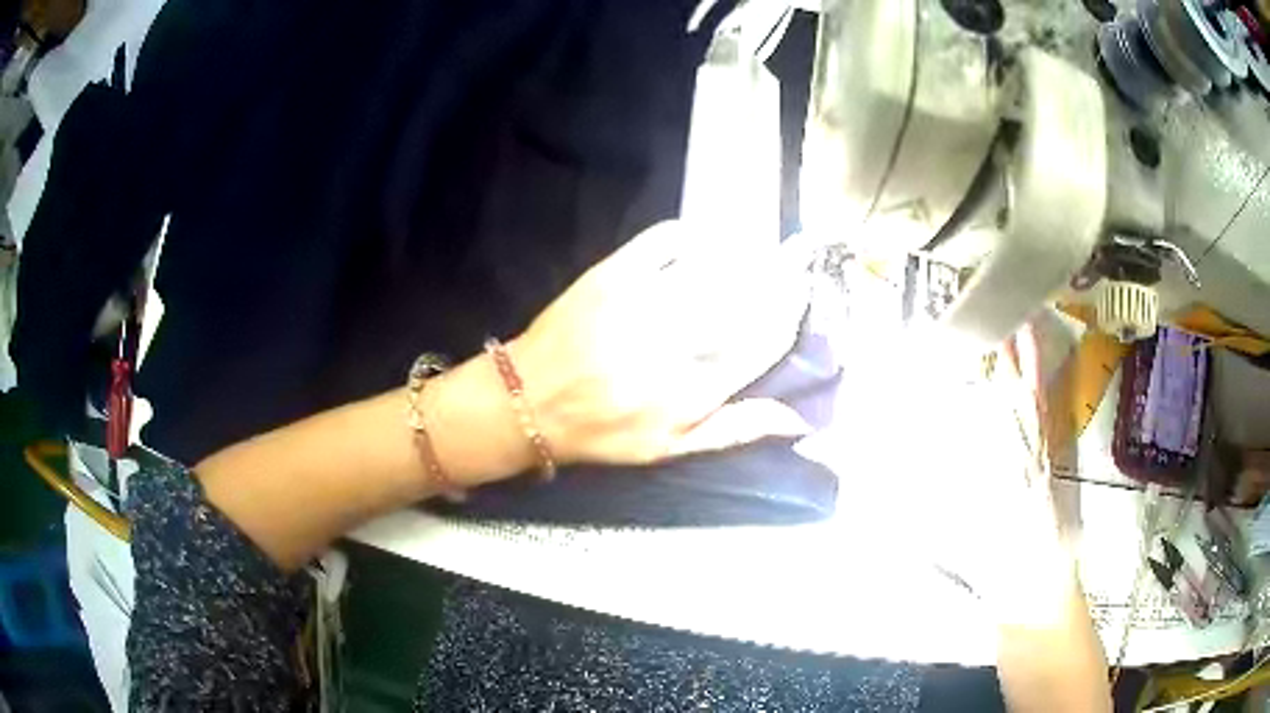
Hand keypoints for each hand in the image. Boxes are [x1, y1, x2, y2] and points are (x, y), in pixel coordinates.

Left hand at [509, 220, 813, 465]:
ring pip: (713, 267)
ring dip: (743, 255)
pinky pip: (662, 241)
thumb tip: (797, 419)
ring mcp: (642, 302)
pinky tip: (700, 240)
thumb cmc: (602, 432)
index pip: (762, 343)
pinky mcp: (612, 275)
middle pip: (745, 299)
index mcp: (692, 391)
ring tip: (757, 250)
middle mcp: (674, 343)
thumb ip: (734, 430)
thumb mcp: (669, 448)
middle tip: (794, 262)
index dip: (790, 313)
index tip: (803, 294)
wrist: (529, 401)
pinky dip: (688, 235)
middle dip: (779, 277)